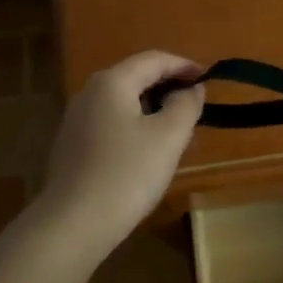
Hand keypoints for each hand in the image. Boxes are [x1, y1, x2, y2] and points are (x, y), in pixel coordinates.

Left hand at [31, 51, 204, 261]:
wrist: (74, 223)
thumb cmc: (128, 173)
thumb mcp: (169, 136)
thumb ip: (186, 105)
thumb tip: (192, 89)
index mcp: (112, 82)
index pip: (154, 60)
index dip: (185, 66)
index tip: (210, 78)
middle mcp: (89, 93)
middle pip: (136, 78)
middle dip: (169, 88)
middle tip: (197, 107)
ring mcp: (77, 120)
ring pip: (124, 103)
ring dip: (154, 109)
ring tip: (179, 132)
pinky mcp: (73, 146)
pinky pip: (112, 123)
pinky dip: (136, 126)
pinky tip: (150, 153)